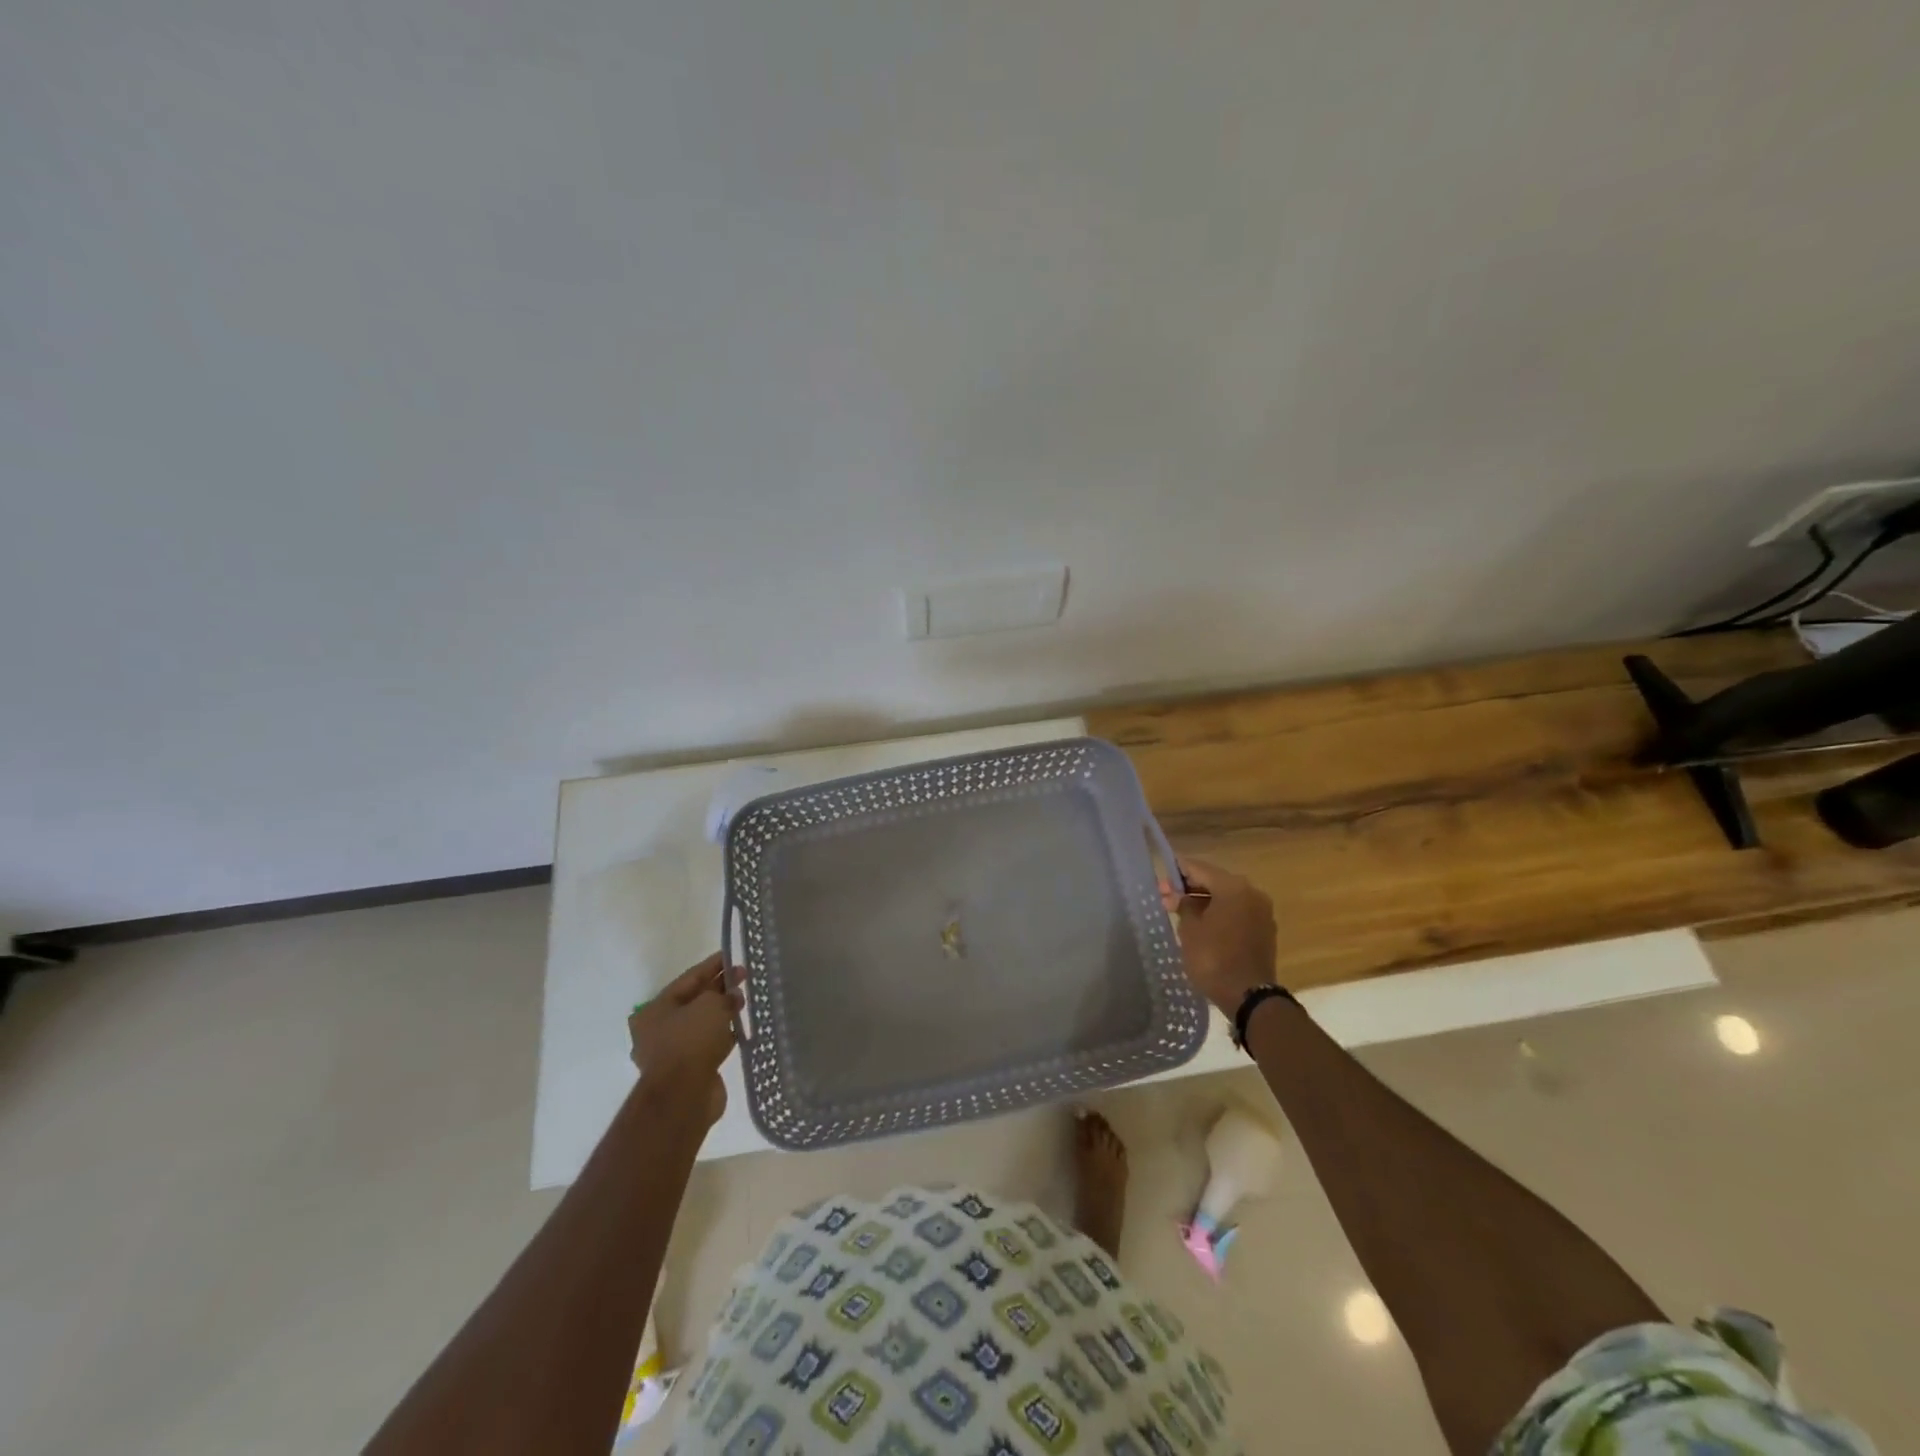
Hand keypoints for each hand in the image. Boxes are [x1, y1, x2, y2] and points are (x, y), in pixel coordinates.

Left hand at [628, 953, 741, 1127]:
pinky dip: (723, 1035)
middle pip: (694, 1000)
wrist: (684, 1097)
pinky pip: (708, 1044)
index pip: (689, 978)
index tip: (733, 956)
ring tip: (744, 1001)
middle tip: (744, 978)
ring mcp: (672, 1052)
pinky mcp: (688, 1070)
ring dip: (722, 1012)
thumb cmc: (691, 1041)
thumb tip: (733, 996)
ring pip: (702, 1023)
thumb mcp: (710, 1005)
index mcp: (655, 1009)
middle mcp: (658, 1029)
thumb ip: (724, 994)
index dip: (713, 965)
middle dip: (719, 988)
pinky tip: (740, 1029)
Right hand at [1166, 858, 1277, 1015]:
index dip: (1177, 871)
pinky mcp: (1264, 930)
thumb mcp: (1190, 929)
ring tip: (1180, 912)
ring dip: (1204, 902)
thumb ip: (1183, 905)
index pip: (1199, 868)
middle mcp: (1252, 893)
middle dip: (1190, 888)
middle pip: (1215, 882)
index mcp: (1233, 887)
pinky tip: (1202, 925)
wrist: (1249, 997)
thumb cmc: (1214, 958)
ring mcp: (1261, 912)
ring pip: (1227, 898)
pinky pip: (1237, 913)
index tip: (1161, 877)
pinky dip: (1219, 914)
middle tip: (1166, 898)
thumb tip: (1179, 896)